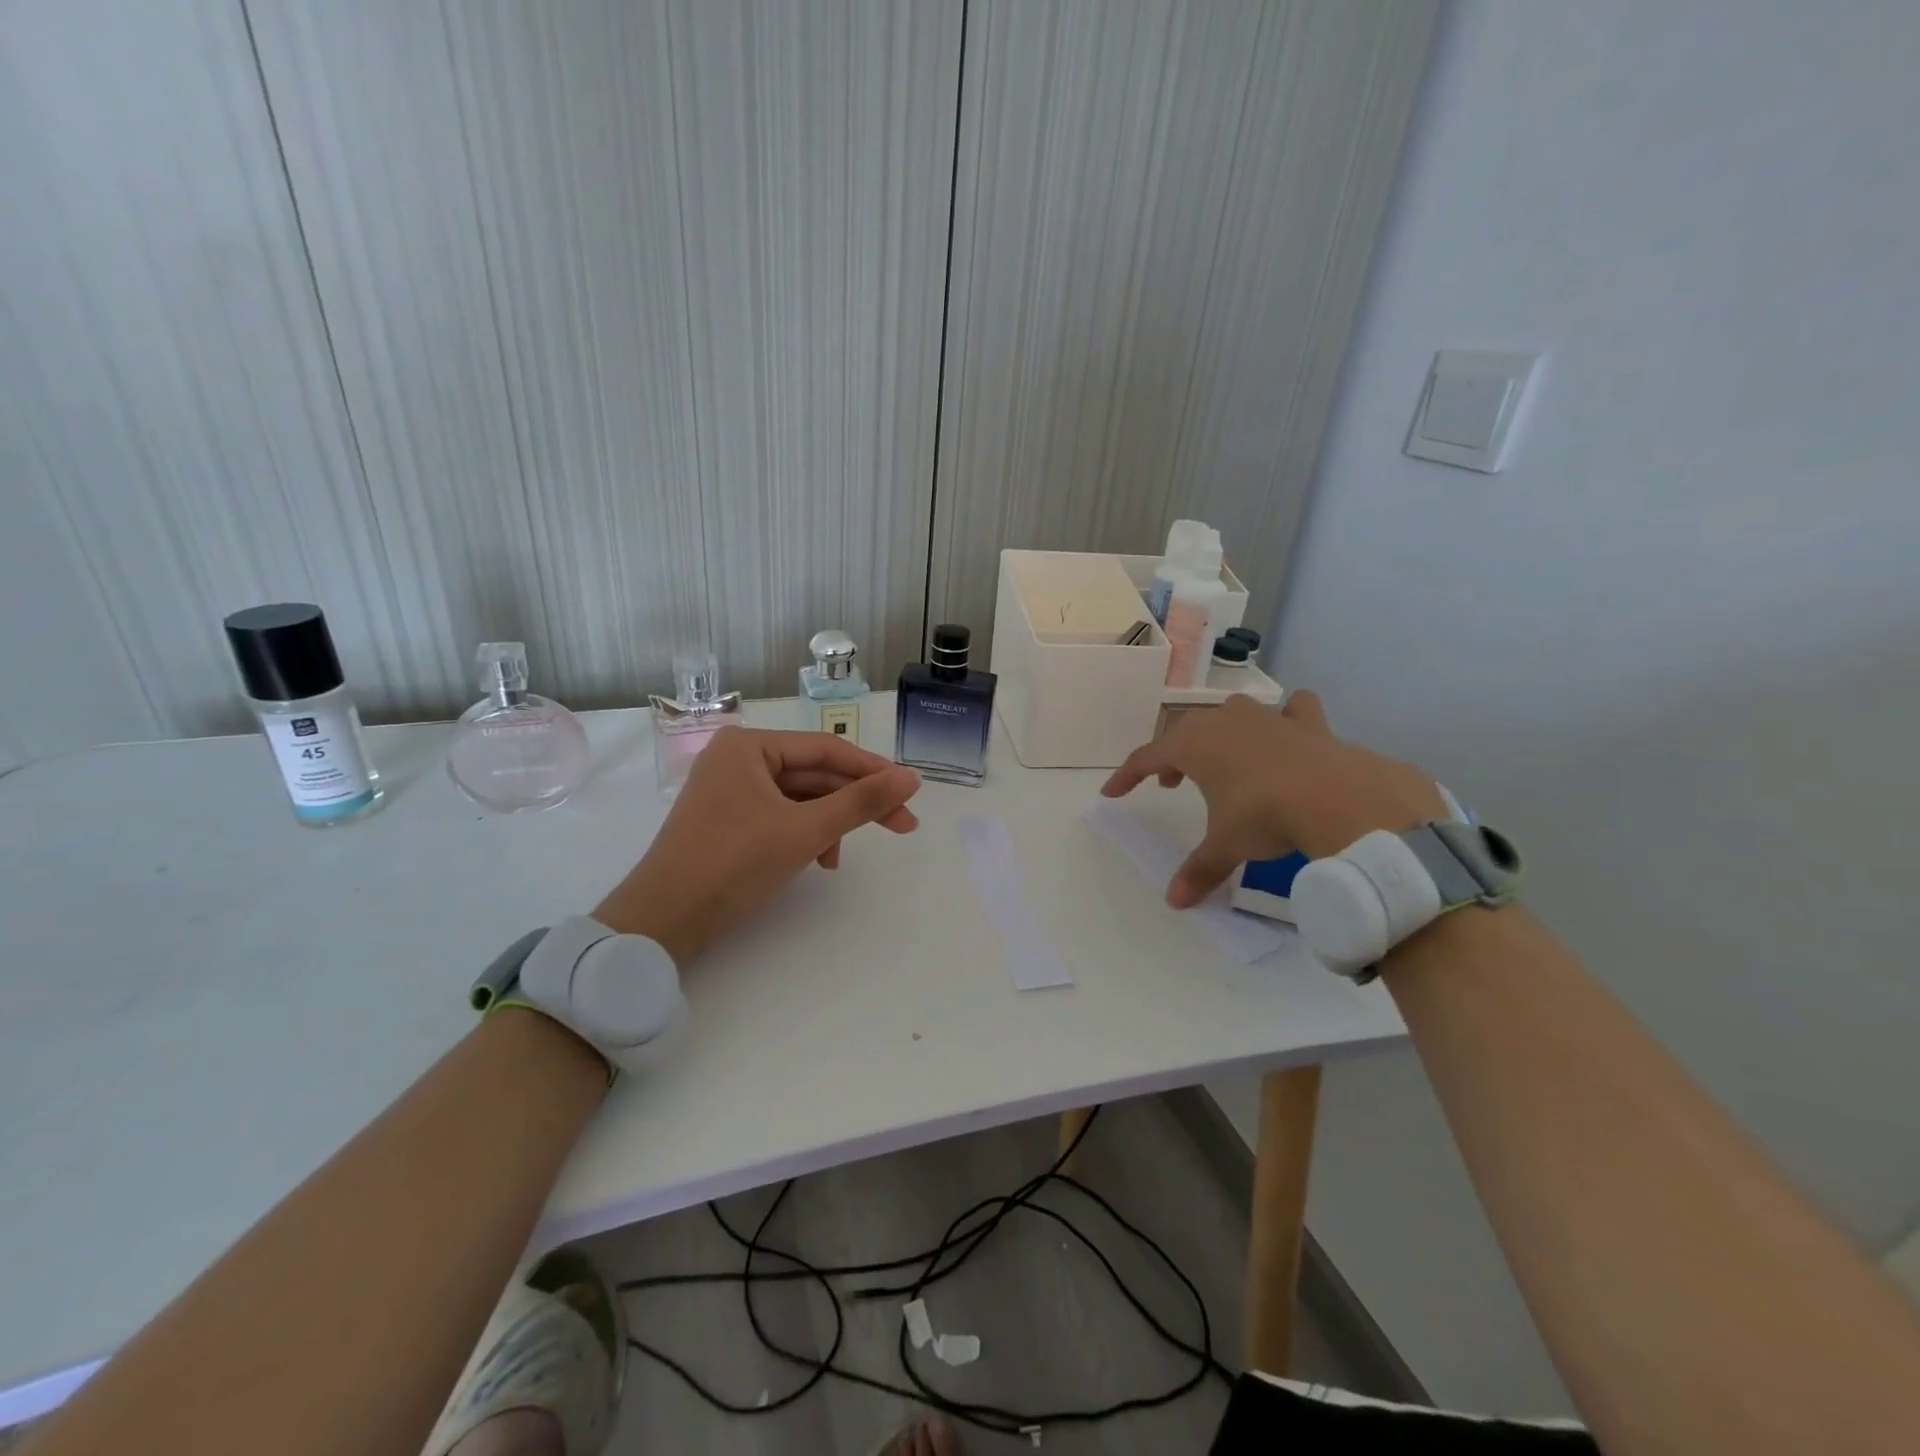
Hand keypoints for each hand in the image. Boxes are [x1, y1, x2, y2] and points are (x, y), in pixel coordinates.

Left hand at [594, 727, 921, 964]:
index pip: (826, 750)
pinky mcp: (729, 821)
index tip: (911, 792)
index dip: (873, 771)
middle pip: (815, 775)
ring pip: (800, 800)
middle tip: (902, 825)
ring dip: (829, 825)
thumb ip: (861, 802)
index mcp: (749, 746)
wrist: (662, 921)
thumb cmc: (733, 863)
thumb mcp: (805, 830)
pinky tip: (815, 863)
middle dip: (855, 803)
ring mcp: (731, 791)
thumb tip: (912, 777)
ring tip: (838, 860)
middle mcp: (738, 759)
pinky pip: (781, 817)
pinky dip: (804, 836)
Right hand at [1100, 691, 1443, 907]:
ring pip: (1232, 715)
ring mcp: (1267, 718)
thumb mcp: (1226, 845)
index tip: (1112, 792)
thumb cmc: (1265, 815)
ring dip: (1220, 735)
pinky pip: (1293, 711)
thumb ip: (1200, 869)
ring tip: (1224, 759)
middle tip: (1171, 784)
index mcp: (1193, 745)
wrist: (1338, 798)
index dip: (1127, 776)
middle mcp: (1225, 722)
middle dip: (1173, 757)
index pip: (1146, 757)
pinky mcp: (1309, 724)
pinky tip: (1290, 731)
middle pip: (1185, 732)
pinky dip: (1288, 718)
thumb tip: (1175, 902)